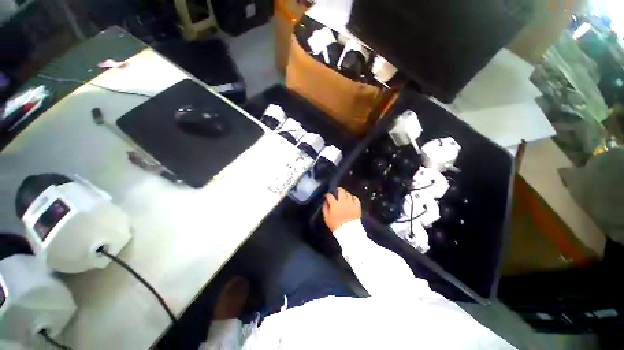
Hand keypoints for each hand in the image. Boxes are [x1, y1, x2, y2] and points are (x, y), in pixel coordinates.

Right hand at [322, 187, 361, 232]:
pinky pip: (355, 198)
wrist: (348, 232)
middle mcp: (343, 201)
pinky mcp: (357, 206)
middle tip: (336, 191)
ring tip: (343, 195)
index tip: (326, 196)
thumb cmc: (336, 225)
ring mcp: (351, 203)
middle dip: (338, 189)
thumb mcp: (326, 218)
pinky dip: (353, 197)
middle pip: (341, 191)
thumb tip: (325, 202)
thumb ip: (325, 208)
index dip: (327, 194)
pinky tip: (351, 199)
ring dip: (345, 193)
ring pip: (348, 193)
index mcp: (334, 204)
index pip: (329, 195)